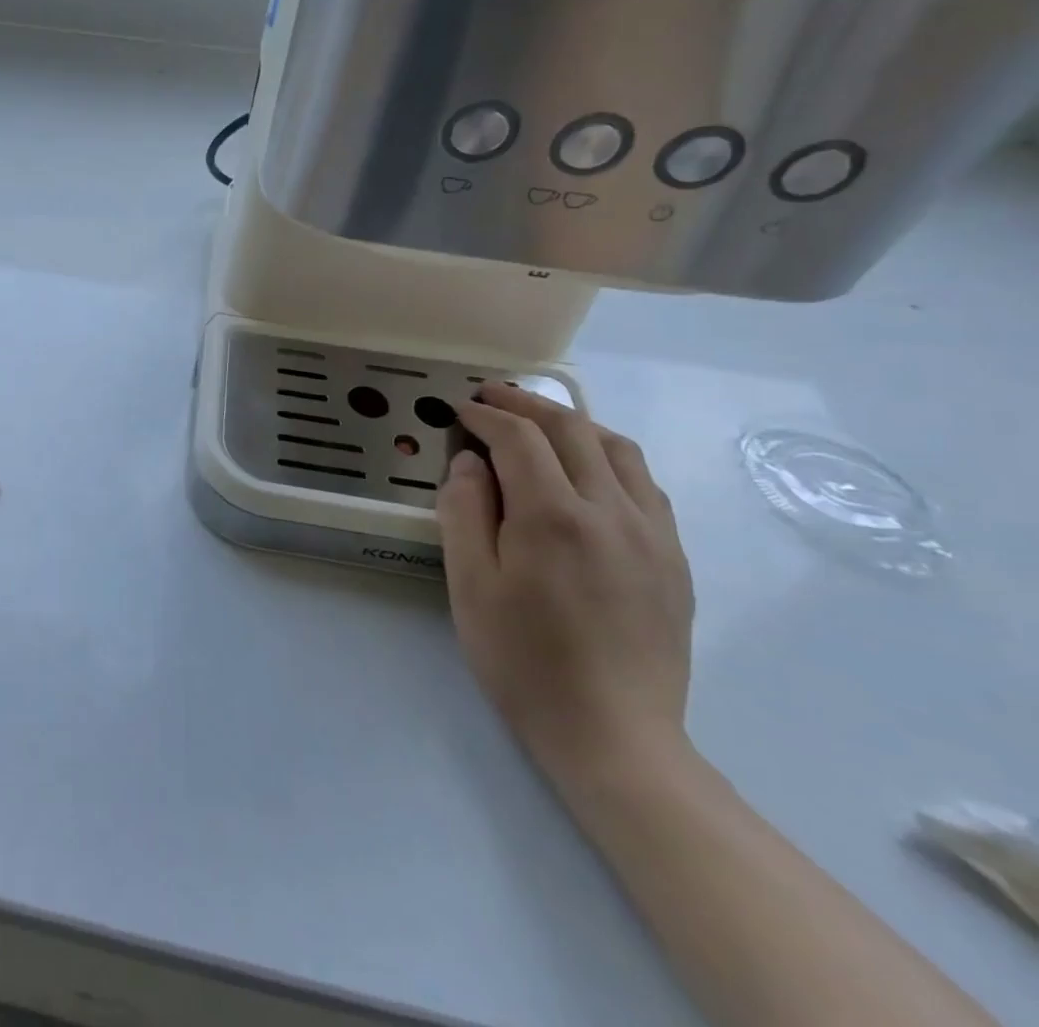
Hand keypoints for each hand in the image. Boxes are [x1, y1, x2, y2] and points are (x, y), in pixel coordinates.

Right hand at [437, 382, 693, 786]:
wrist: (615, 736)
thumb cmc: (524, 660)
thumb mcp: (470, 585)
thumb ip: (464, 511)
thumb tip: (470, 461)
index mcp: (554, 516)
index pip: (518, 438)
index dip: (485, 415)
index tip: (458, 410)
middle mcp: (611, 510)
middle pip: (571, 429)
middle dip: (525, 404)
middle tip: (490, 397)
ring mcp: (653, 533)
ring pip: (617, 448)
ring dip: (572, 423)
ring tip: (537, 423)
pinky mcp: (674, 558)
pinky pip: (643, 484)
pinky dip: (608, 457)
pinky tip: (587, 471)